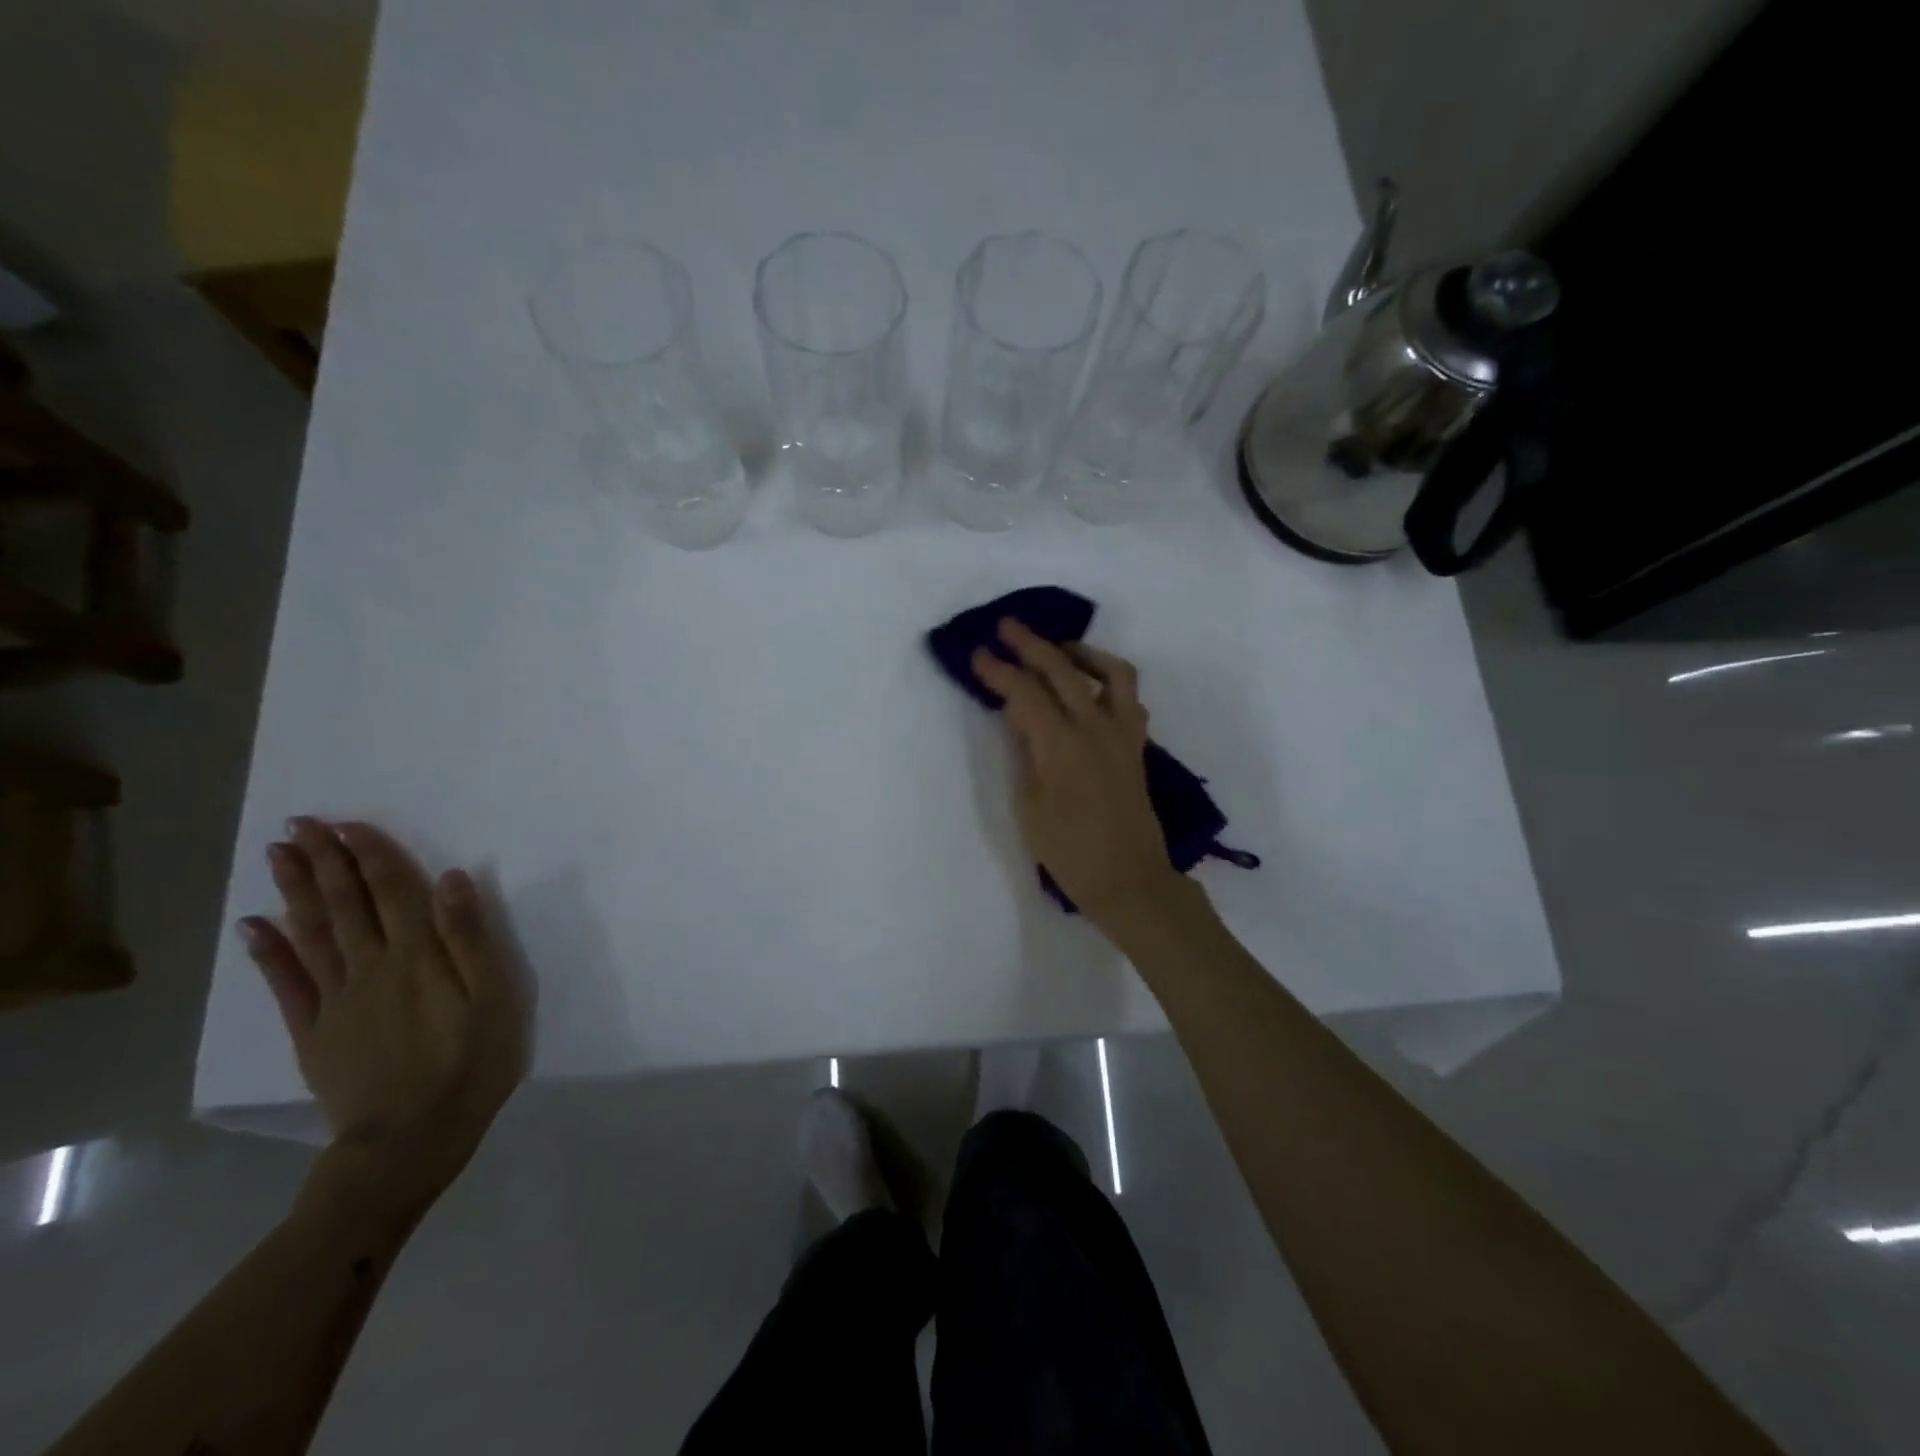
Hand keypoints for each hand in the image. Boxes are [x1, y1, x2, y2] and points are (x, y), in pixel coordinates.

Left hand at [239, 818, 528, 1222]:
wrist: (410, 1139)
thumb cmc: (470, 1062)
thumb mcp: (495, 996)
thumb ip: (471, 938)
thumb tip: (453, 880)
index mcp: (418, 956)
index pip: (393, 892)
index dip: (372, 856)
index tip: (348, 824)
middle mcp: (371, 967)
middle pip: (345, 905)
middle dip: (324, 861)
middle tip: (301, 824)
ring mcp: (336, 999)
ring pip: (312, 933)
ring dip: (294, 892)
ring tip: (277, 856)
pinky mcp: (314, 1032)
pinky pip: (286, 984)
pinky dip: (269, 952)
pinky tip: (254, 926)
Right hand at [971, 619, 1180, 924]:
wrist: (1128, 879)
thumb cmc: (1068, 851)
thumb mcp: (1028, 805)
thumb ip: (1023, 753)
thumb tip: (1018, 717)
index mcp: (1060, 744)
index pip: (1023, 692)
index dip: (998, 670)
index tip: (976, 654)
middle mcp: (1094, 727)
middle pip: (1061, 669)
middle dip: (1030, 644)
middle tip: (1007, 627)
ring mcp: (1121, 733)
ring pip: (1109, 672)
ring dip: (1081, 652)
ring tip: (1058, 649)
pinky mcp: (1136, 744)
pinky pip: (1128, 697)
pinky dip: (1109, 679)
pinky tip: (1090, 686)